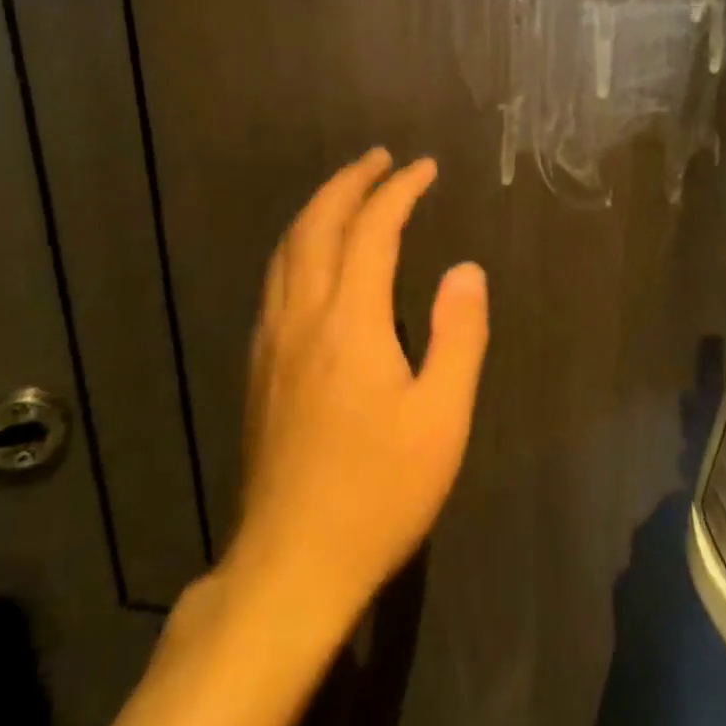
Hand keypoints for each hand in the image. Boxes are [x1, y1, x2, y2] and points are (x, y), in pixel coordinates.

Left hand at [223, 150, 488, 610]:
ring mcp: (271, 343)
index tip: (424, 168)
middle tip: (380, 159)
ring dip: (318, 209)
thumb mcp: (442, 415)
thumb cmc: (379, 490)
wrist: (291, 567)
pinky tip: (314, 258)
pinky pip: (276, 281)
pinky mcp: (259, 370)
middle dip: (348, 183)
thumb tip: (465, 269)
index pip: (372, 231)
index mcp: (349, 322)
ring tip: (348, 191)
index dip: (399, 191)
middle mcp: (302, 318)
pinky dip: (299, 245)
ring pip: (286, 252)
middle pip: (316, 226)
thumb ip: (458, 334)